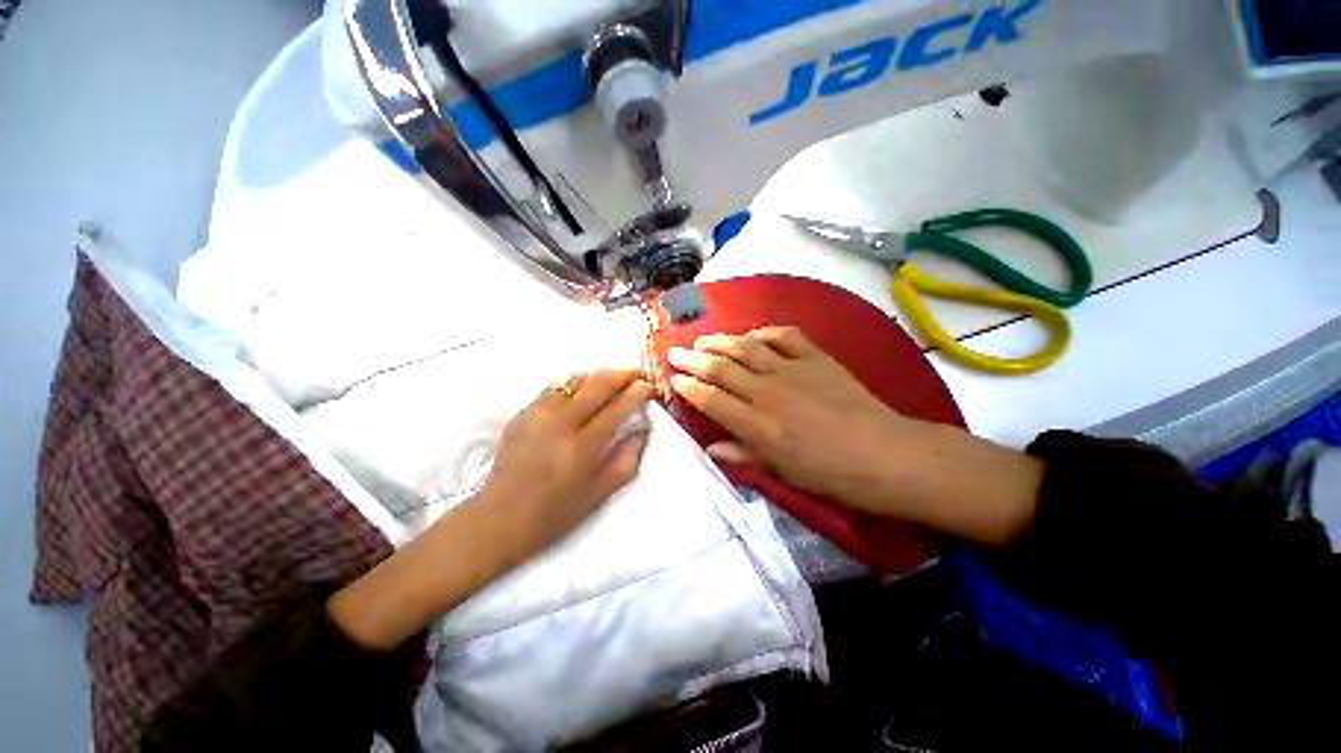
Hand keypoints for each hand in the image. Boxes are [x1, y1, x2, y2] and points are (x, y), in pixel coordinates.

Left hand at [481, 368, 653, 561]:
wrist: (499, 519)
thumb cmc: (555, 513)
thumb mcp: (600, 494)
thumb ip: (627, 458)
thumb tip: (643, 428)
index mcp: (583, 447)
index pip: (618, 406)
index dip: (639, 391)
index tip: (650, 386)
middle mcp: (561, 423)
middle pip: (599, 382)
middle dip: (624, 373)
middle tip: (638, 374)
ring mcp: (538, 414)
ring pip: (576, 379)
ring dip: (600, 376)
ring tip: (613, 383)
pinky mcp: (523, 413)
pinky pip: (555, 387)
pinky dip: (575, 385)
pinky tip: (581, 395)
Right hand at [667, 327, 912, 512]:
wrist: (884, 454)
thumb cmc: (830, 473)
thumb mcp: (782, 473)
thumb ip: (743, 456)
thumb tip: (710, 448)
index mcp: (758, 425)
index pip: (711, 399)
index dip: (688, 387)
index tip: (674, 379)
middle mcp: (768, 392)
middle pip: (720, 368)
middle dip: (692, 359)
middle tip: (675, 352)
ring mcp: (793, 370)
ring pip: (746, 346)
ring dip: (720, 341)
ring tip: (703, 340)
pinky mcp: (816, 358)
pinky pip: (784, 336)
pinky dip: (764, 332)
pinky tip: (753, 335)